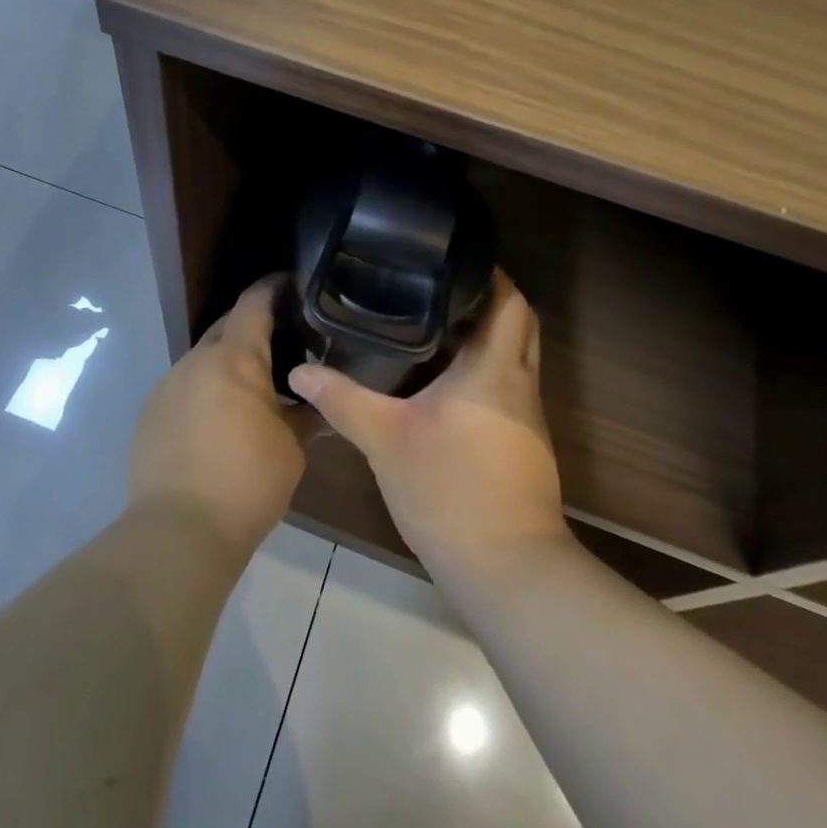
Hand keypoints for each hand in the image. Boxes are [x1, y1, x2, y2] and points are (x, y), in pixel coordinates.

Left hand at [128, 276, 307, 559]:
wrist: (178, 531)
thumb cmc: (247, 482)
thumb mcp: (292, 448)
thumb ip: (306, 415)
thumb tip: (320, 404)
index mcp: (234, 358)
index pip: (253, 304)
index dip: (272, 287)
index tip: (290, 281)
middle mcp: (195, 361)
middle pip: (225, 328)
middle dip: (251, 327)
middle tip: (282, 339)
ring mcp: (167, 386)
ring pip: (202, 360)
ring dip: (227, 364)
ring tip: (252, 385)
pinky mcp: (149, 415)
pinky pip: (184, 388)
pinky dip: (205, 391)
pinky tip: (219, 420)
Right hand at [288, 271, 567, 582]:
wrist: (507, 569)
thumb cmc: (449, 489)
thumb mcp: (385, 439)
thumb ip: (341, 399)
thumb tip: (299, 370)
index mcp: (495, 368)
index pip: (511, 301)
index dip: (492, 274)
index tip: (455, 258)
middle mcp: (520, 383)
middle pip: (519, 323)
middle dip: (488, 300)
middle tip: (438, 288)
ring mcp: (527, 416)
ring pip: (514, 357)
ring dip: (484, 337)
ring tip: (432, 324)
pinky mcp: (524, 444)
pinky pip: (507, 388)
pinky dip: (483, 371)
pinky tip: (442, 382)